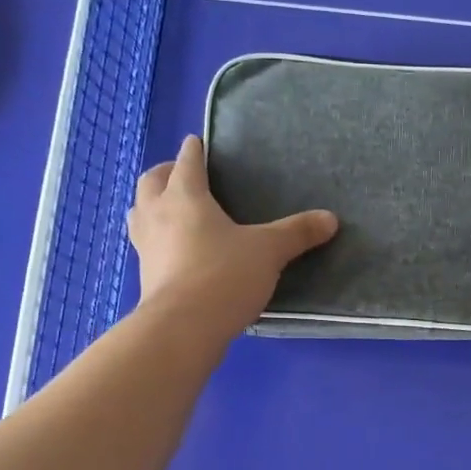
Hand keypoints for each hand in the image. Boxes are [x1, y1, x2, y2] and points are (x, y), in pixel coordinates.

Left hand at [128, 135, 338, 336]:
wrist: (182, 327)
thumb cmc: (224, 275)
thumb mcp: (268, 251)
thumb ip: (297, 233)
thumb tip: (331, 219)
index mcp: (185, 196)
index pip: (187, 162)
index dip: (194, 150)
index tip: (197, 142)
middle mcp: (158, 213)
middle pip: (152, 181)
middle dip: (165, 173)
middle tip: (183, 175)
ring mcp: (145, 245)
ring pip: (139, 211)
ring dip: (151, 204)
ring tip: (170, 209)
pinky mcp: (144, 275)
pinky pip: (145, 244)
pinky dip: (155, 237)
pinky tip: (173, 249)